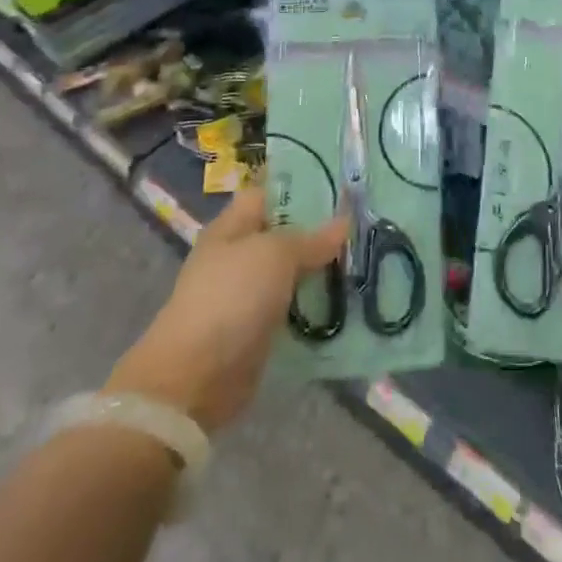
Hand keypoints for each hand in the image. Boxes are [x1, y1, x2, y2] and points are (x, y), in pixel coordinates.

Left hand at [107, 185, 345, 432]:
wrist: (195, 378)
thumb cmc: (231, 298)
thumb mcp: (274, 255)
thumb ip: (310, 238)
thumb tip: (344, 223)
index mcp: (232, 226)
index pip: (269, 192)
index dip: (301, 185)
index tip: (342, 182)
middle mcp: (239, 256)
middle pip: (285, 233)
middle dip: (321, 229)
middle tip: (365, 222)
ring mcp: (248, 295)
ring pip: (294, 272)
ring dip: (323, 269)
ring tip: (367, 258)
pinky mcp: (259, 330)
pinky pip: (295, 308)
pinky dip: (317, 305)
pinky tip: (351, 299)